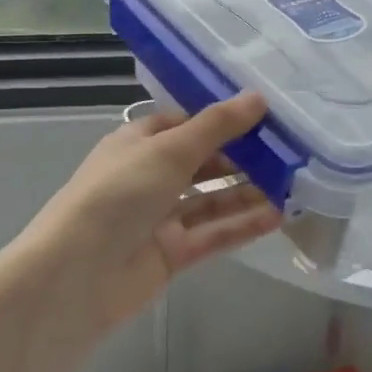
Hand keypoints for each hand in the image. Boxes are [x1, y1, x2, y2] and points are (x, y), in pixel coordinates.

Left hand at [20, 93, 283, 334]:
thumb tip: (258, 97)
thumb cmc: (119, 194)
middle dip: (241, 156)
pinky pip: (212, 234)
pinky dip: (242, 225)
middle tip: (289, 151)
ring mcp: (159, 217)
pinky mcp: (171, 253)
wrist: (77, 274)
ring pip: (211, 199)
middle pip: (201, 161)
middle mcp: (148, 176)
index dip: (220, 119)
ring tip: (293, 183)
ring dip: (247, 191)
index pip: (183, 123)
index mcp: (137, 143)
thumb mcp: (169, 149)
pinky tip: (277, 216)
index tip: (264, 115)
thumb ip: (216, 126)